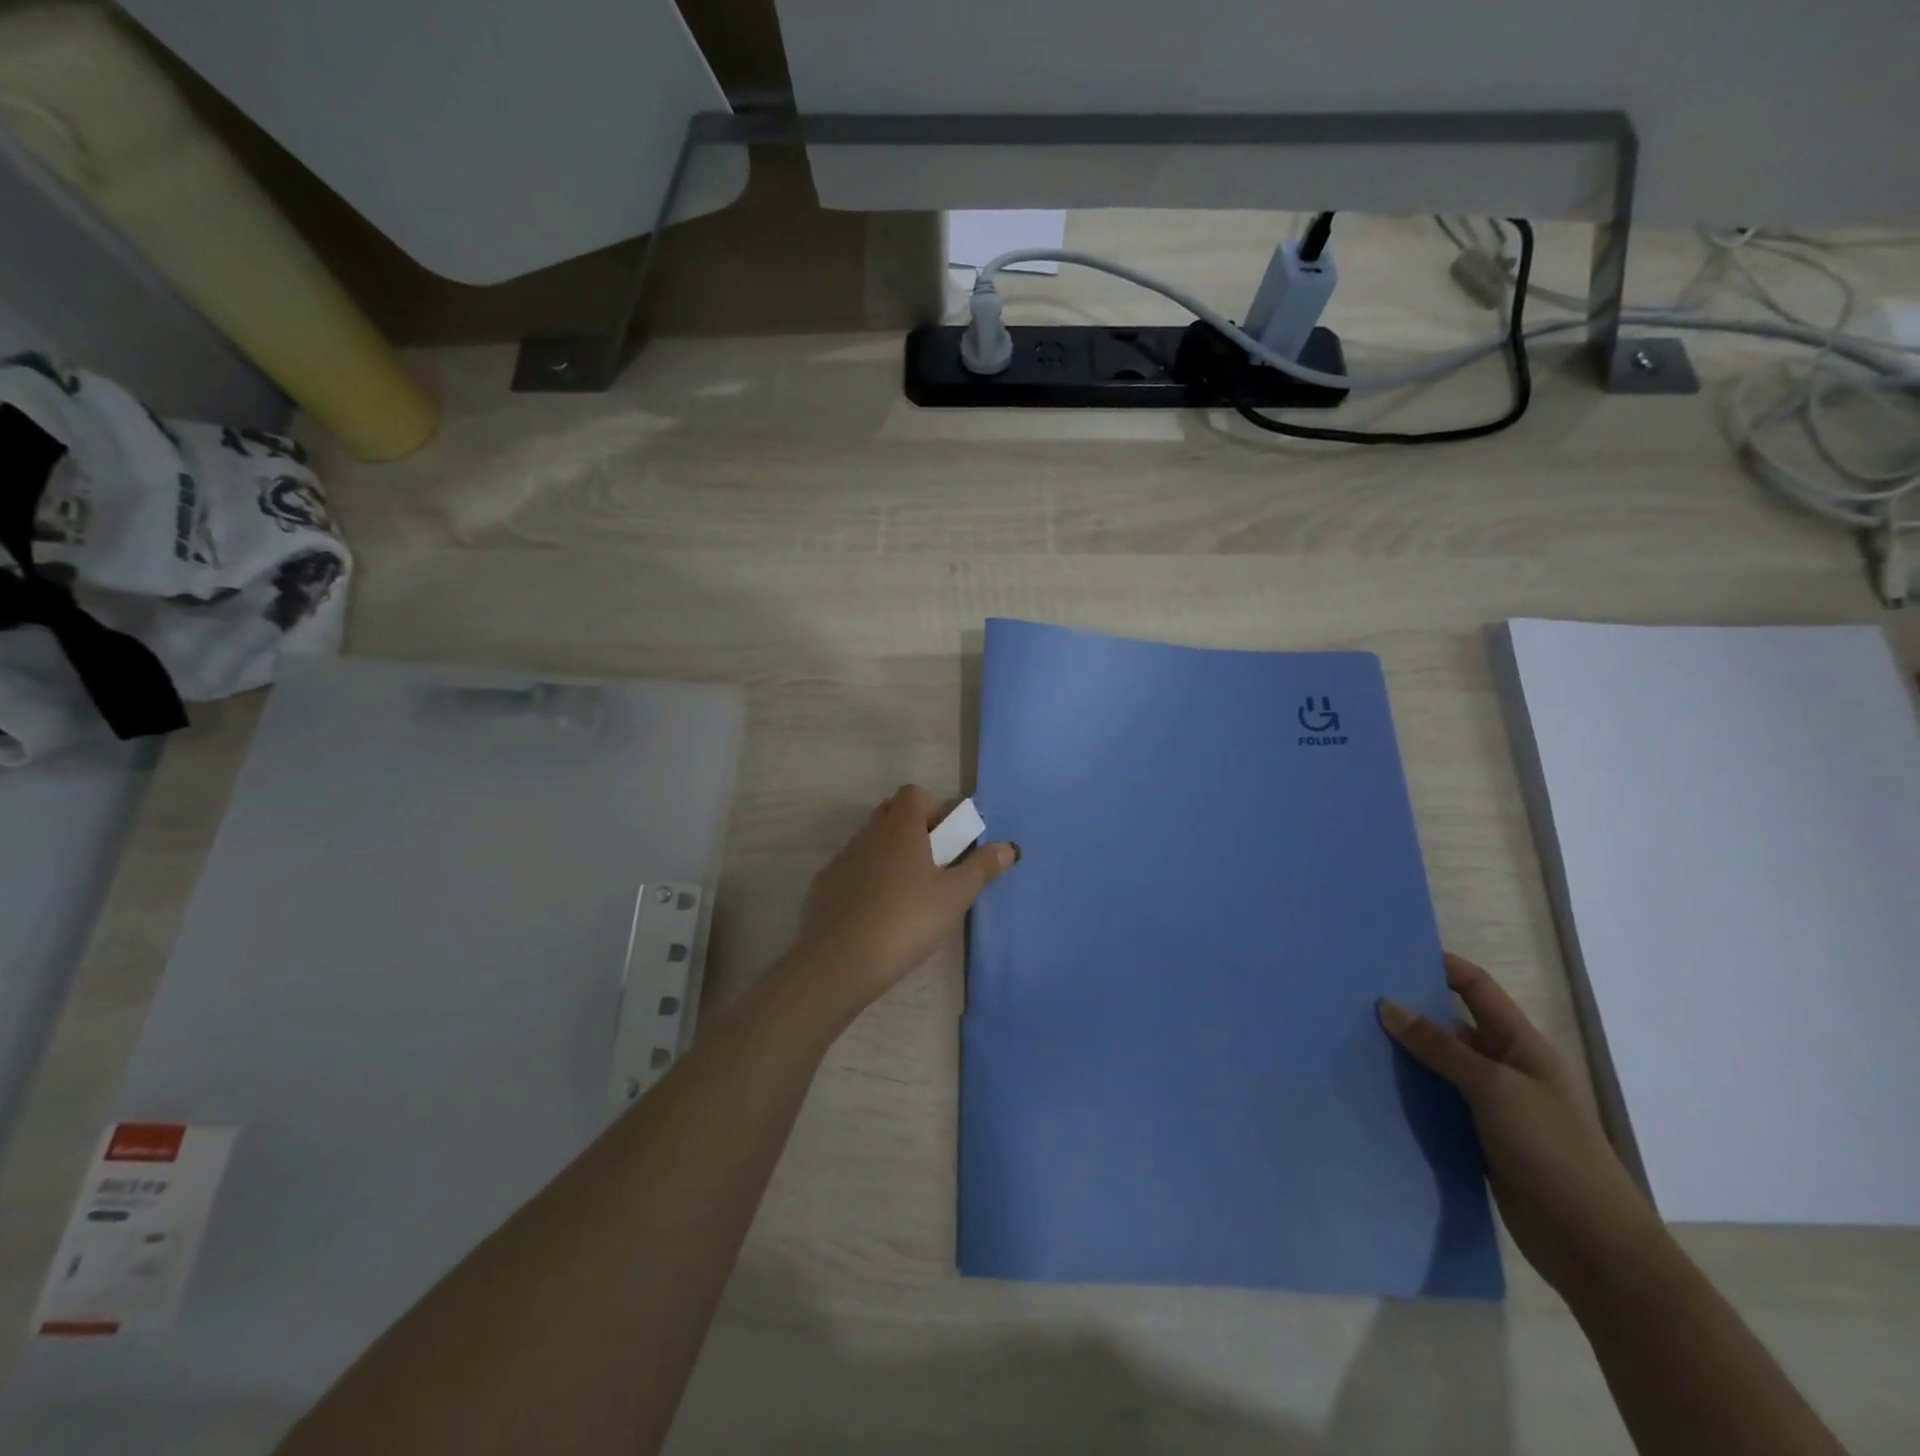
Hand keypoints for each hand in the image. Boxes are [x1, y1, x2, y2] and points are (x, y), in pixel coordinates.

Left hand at [792, 785, 1016, 1017]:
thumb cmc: (907, 920)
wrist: (840, 960)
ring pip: (870, 841)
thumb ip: (982, 868)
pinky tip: (876, 913)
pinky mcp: (824, 885)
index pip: (913, 794)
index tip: (947, 841)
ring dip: (889, 855)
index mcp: (901, 828)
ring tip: (907, 895)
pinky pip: (851, 869)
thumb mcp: (955, 897)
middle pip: (890, 813)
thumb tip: (1009, 847)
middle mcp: (869, 834)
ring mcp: (842, 859)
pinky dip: (866, 880)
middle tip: (932, 866)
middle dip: (912, 830)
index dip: (933, 809)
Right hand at [1378, 955, 1673, 1306]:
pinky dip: (1411, 1094)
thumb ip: (1440, 1047)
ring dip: (1405, 1056)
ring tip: (1352, 1039)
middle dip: (1410, 1011)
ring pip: (1440, 1067)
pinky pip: (1438, 1104)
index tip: (1389, 955)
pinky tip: (1374, 1089)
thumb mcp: (1494, 1089)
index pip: (1476, 988)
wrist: (1595, 1249)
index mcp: (1523, 1046)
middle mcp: (1507, 1069)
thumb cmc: (1553, 1152)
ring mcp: (1495, 1107)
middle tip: (1355, 999)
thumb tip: (1387, 1005)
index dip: (1440, 966)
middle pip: (1452, 1026)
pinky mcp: (1480, 1140)